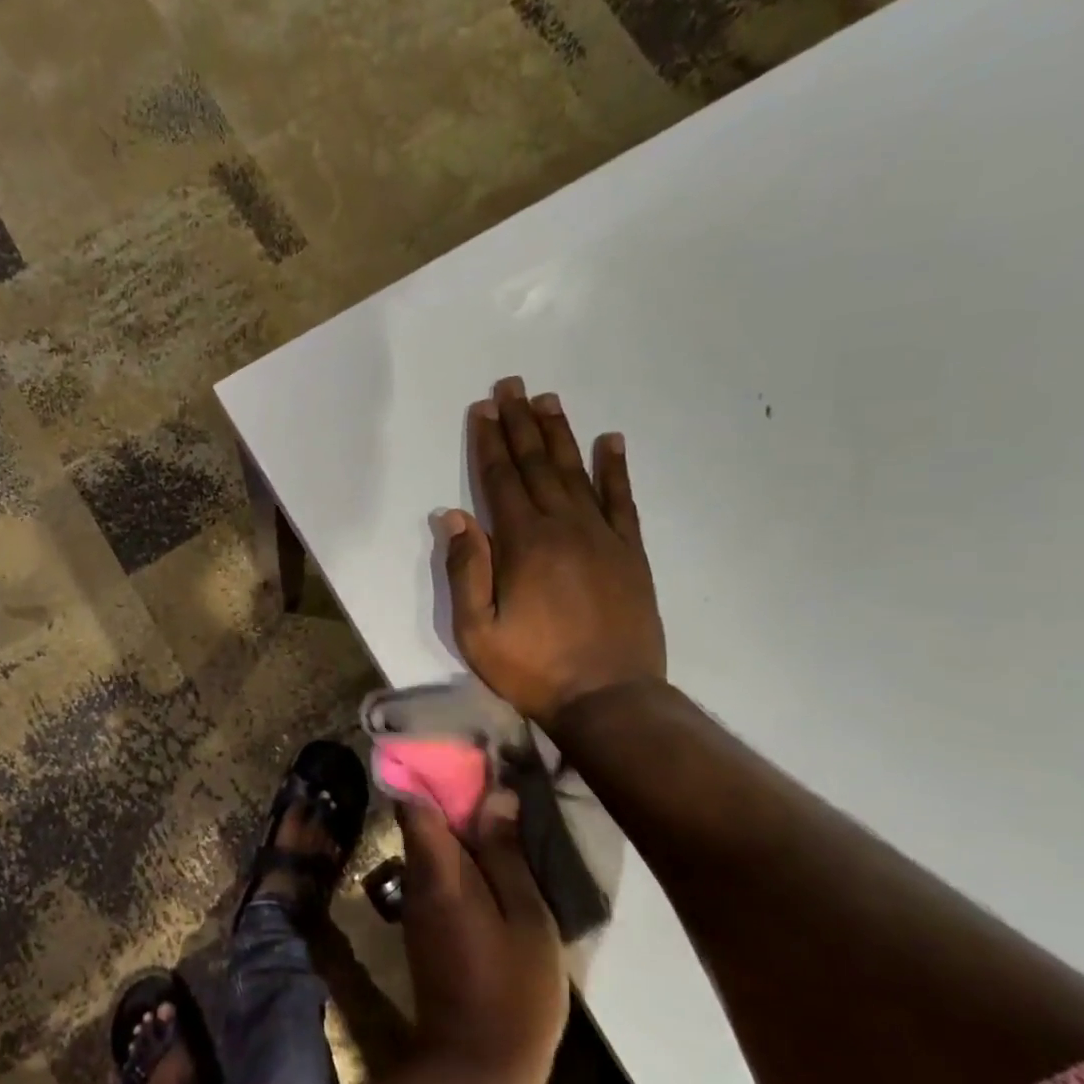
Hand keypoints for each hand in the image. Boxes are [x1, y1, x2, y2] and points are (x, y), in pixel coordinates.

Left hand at [398, 790, 566, 1083]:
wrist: (475, 1068)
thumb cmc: (513, 992)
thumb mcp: (527, 919)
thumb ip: (506, 855)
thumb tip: (495, 795)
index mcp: (438, 871)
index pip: (412, 803)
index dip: (426, 771)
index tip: (455, 750)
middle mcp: (416, 879)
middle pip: (420, 820)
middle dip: (448, 794)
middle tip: (490, 773)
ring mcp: (418, 905)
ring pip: (430, 847)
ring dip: (457, 826)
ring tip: (498, 807)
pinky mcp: (427, 927)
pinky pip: (437, 873)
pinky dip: (458, 857)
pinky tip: (492, 857)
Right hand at [442, 376, 665, 726]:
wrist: (610, 698)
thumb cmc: (533, 668)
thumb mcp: (477, 631)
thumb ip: (466, 570)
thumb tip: (453, 516)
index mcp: (523, 543)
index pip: (500, 480)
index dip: (489, 442)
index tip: (483, 408)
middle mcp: (563, 527)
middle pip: (536, 465)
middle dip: (520, 423)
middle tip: (512, 385)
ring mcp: (602, 536)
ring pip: (576, 472)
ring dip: (559, 435)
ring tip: (548, 400)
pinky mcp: (630, 553)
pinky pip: (622, 500)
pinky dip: (615, 468)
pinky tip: (611, 441)